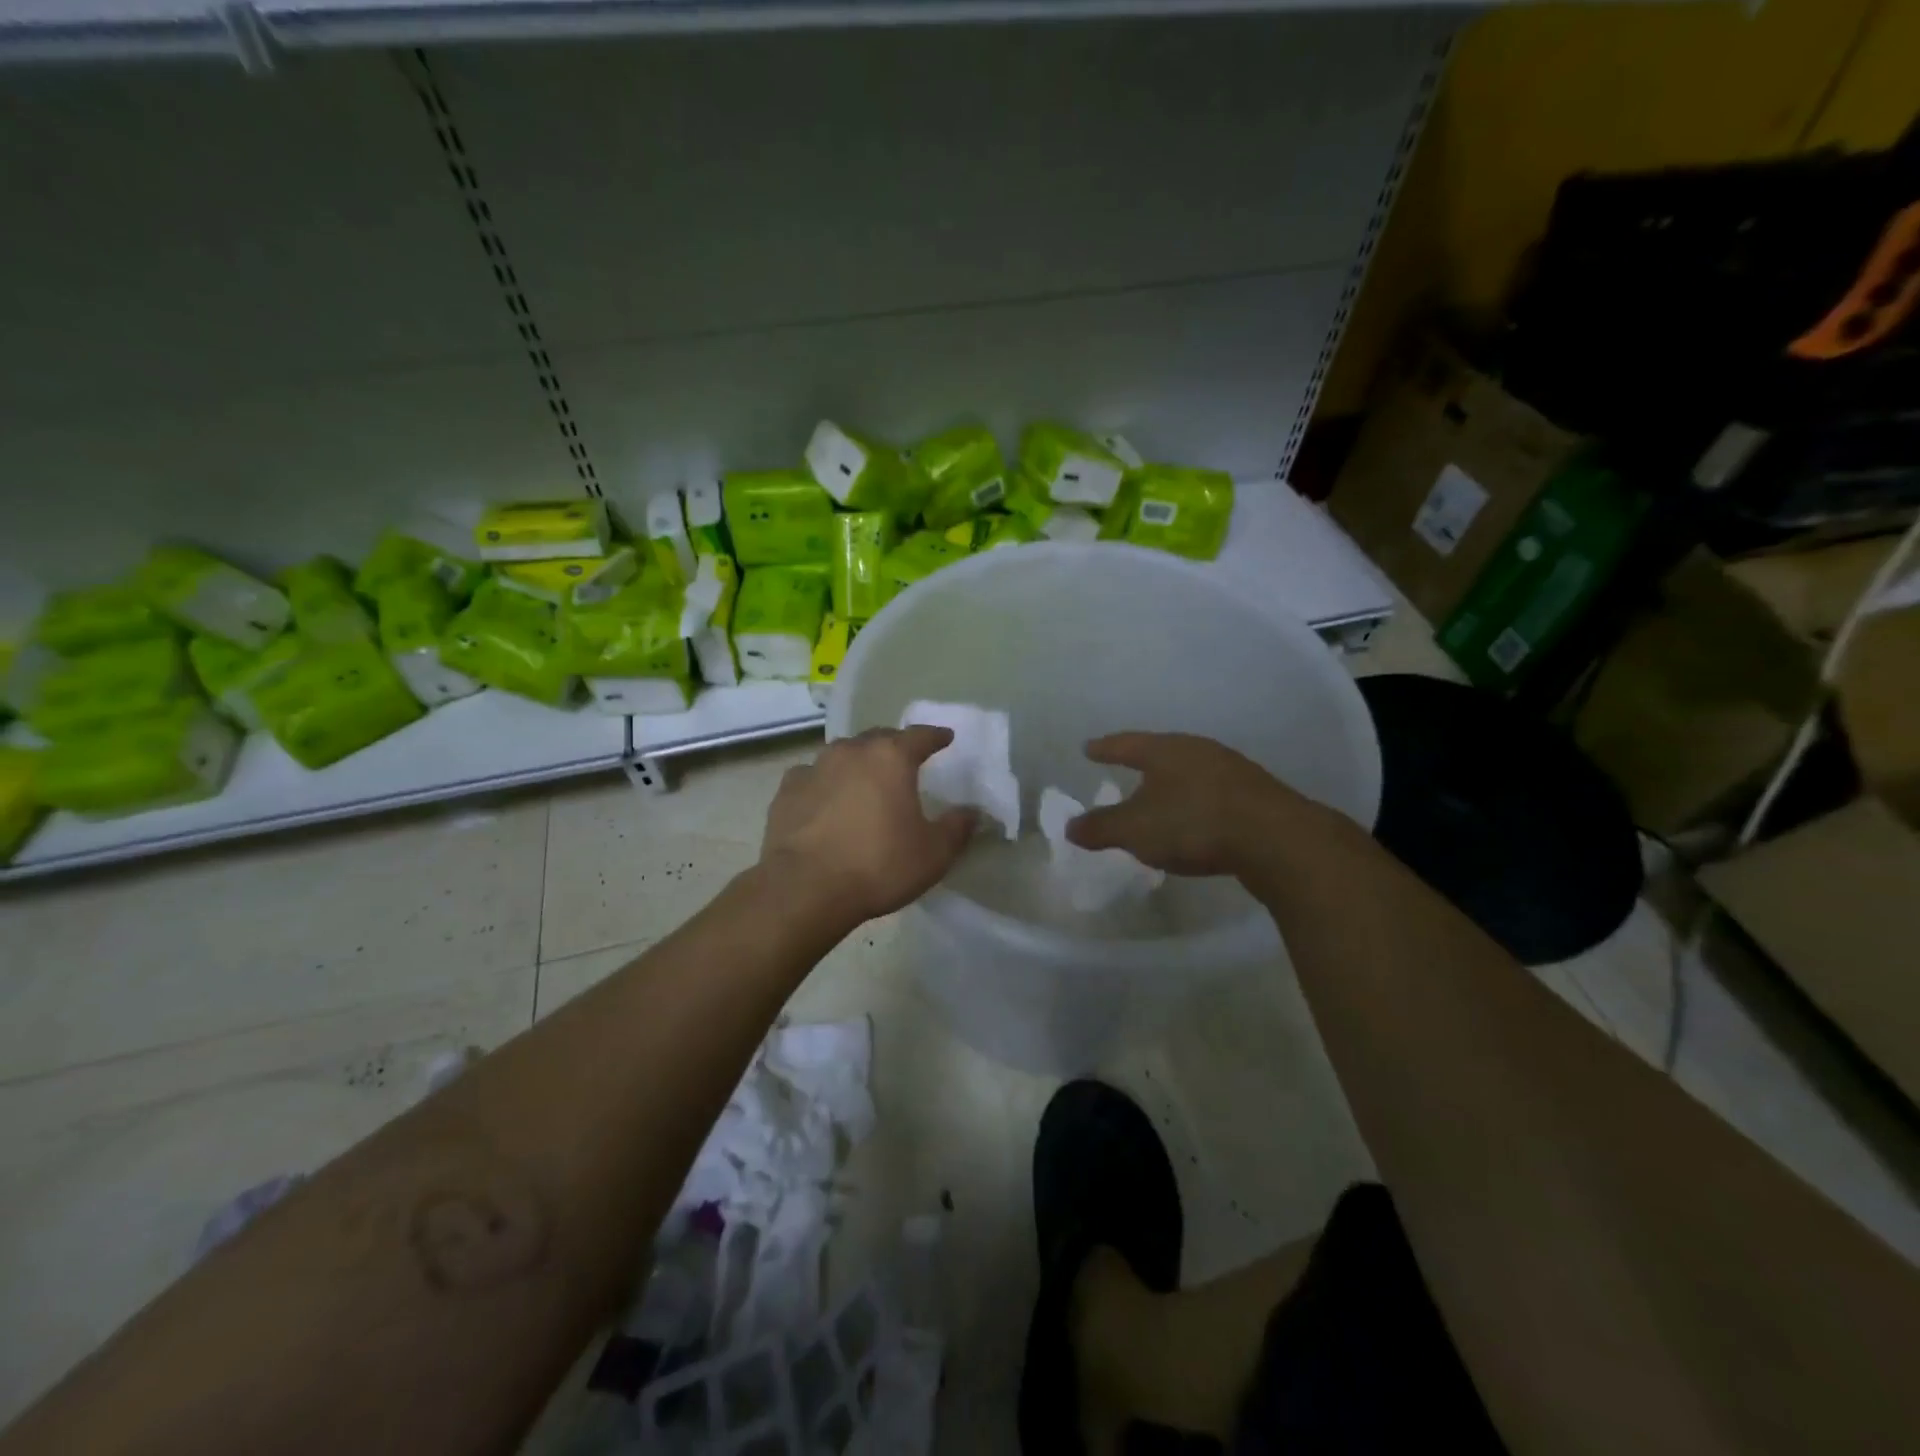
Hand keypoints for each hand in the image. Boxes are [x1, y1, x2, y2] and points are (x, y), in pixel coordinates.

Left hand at [760, 726, 976, 924]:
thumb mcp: (933, 853)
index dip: (936, 736)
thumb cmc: (878, 866)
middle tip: (904, 762)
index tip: (945, 738)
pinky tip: (825, 800)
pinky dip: (824, 783)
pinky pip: (812, 777)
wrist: (805, 889)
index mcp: (891, 758)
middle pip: (879, 738)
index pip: (920, 736)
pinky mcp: (786, 791)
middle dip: (894, 746)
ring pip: (842, 754)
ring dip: (857, 762)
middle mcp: (851, 751)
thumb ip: (957, 828)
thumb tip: (972, 812)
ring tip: (864, 781)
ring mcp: (814, 768)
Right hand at [1066, 732, 1309, 876]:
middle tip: (1125, 769)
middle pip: (1162, 753)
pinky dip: (1197, 803)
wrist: (1276, 839)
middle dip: (1142, 763)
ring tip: (1159, 798)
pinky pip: (1214, 794)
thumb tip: (1070, 827)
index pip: (1126, 744)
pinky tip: (1196, 820)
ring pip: (1191, 772)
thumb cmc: (1193, 824)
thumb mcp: (1135, 830)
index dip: (1105, 748)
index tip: (1089, 748)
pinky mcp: (1257, 795)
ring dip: (1173, 785)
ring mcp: (1232, 770)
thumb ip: (1100, 828)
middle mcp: (1199, 751)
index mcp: (1165, 750)